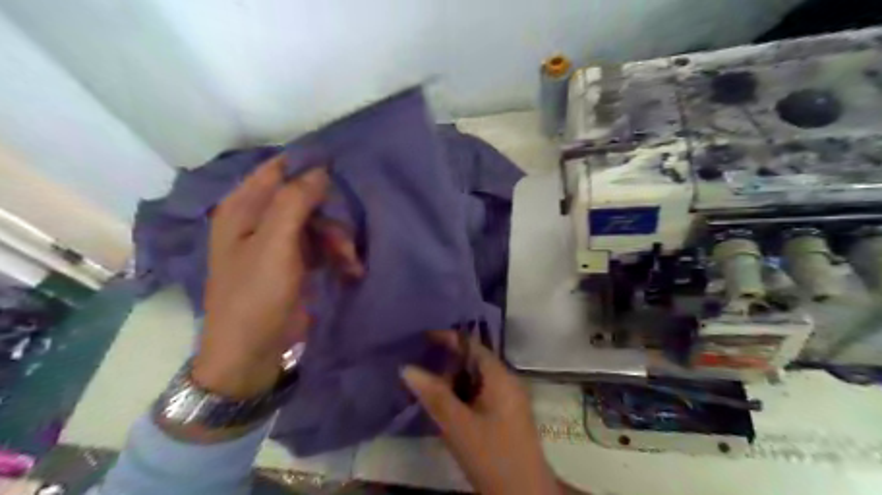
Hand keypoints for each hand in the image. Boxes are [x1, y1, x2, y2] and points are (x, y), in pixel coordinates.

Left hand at [192, 157, 357, 399]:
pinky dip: (337, 255)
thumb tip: (320, 169)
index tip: (343, 168)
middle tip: (348, 231)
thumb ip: (294, 201)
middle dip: (331, 213)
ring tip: (350, 260)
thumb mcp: (274, 244)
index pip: (279, 170)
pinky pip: (321, 246)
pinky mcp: (296, 263)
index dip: (309, 166)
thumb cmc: (255, 294)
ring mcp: (280, 243)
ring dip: (338, 239)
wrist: (252, 352)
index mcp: (243, 207)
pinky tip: (350, 269)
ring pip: (318, 223)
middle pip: (304, 198)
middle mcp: (260, 219)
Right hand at [401, 333, 556, 493]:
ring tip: (428, 393)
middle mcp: (508, 382)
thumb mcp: (458, 425)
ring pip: (475, 381)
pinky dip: (461, 398)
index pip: (473, 346)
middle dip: (447, 366)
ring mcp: (508, 400)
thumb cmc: (493, 456)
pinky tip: (446, 411)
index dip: (449, 338)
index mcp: (501, 377)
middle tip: (421, 374)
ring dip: (453, 384)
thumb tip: (407, 368)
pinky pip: (479, 396)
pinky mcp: (505, 416)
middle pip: (474, 362)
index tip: (422, 338)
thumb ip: (434, 395)